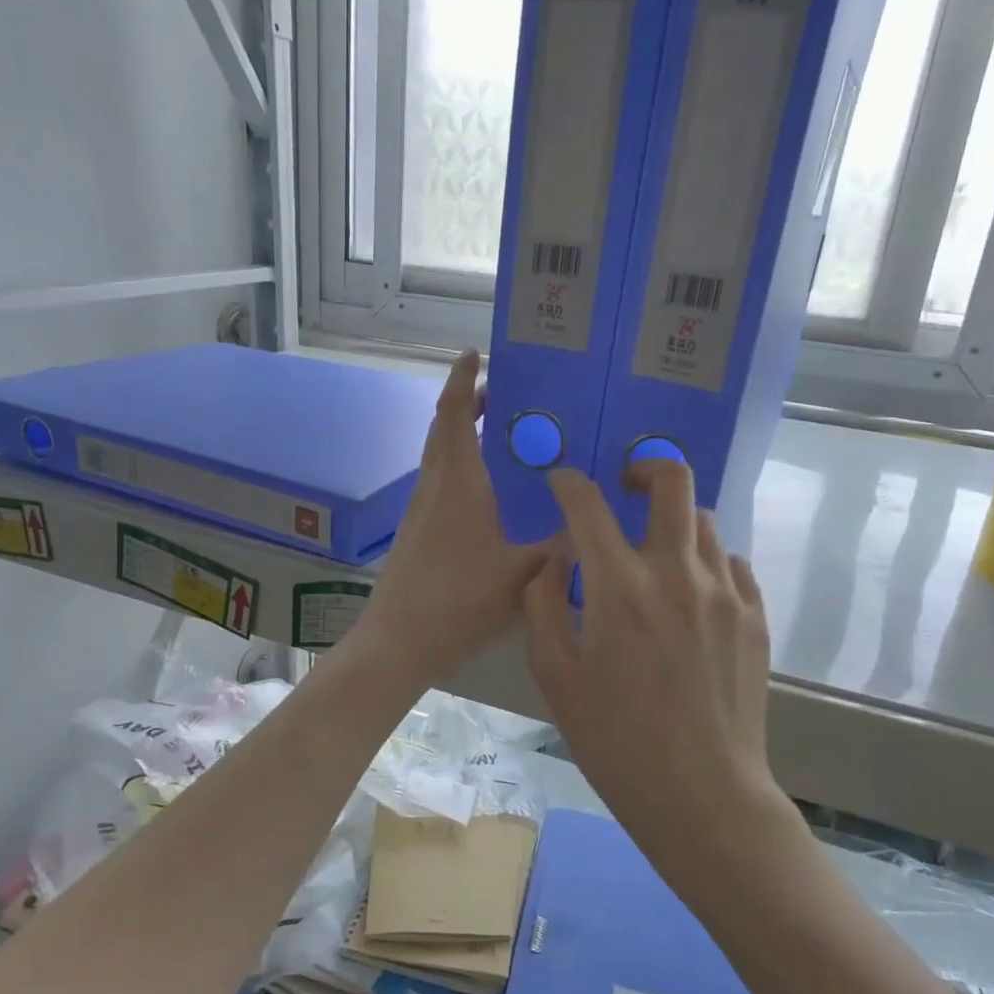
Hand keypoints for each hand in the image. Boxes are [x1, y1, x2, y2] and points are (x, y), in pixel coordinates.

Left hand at [357, 350, 546, 685]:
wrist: (399, 640)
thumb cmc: (459, 599)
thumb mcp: (522, 572)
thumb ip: (561, 547)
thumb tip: (594, 524)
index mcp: (457, 482)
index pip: (453, 413)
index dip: (462, 379)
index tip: (475, 353)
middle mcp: (434, 486)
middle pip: (444, 428)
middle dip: (467, 403)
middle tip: (503, 394)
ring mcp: (420, 510)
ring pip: (439, 456)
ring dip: (462, 434)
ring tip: (501, 436)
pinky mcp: (417, 531)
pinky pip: (440, 481)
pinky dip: (460, 466)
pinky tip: (487, 492)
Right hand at [521, 460, 780, 866]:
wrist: (703, 796)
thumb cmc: (615, 741)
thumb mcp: (554, 676)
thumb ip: (543, 605)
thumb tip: (554, 561)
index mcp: (620, 587)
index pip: (589, 505)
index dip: (569, 483)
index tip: (561, 482)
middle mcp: (677, 573)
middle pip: (674, 482)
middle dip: (644, 467)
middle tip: (625, 487)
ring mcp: (726, 592)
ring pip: (705, 522)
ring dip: (674, 521)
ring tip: (654, 549)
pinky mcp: (755, 617)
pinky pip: (732, 563)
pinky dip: (706, 560)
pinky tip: (691, 591)